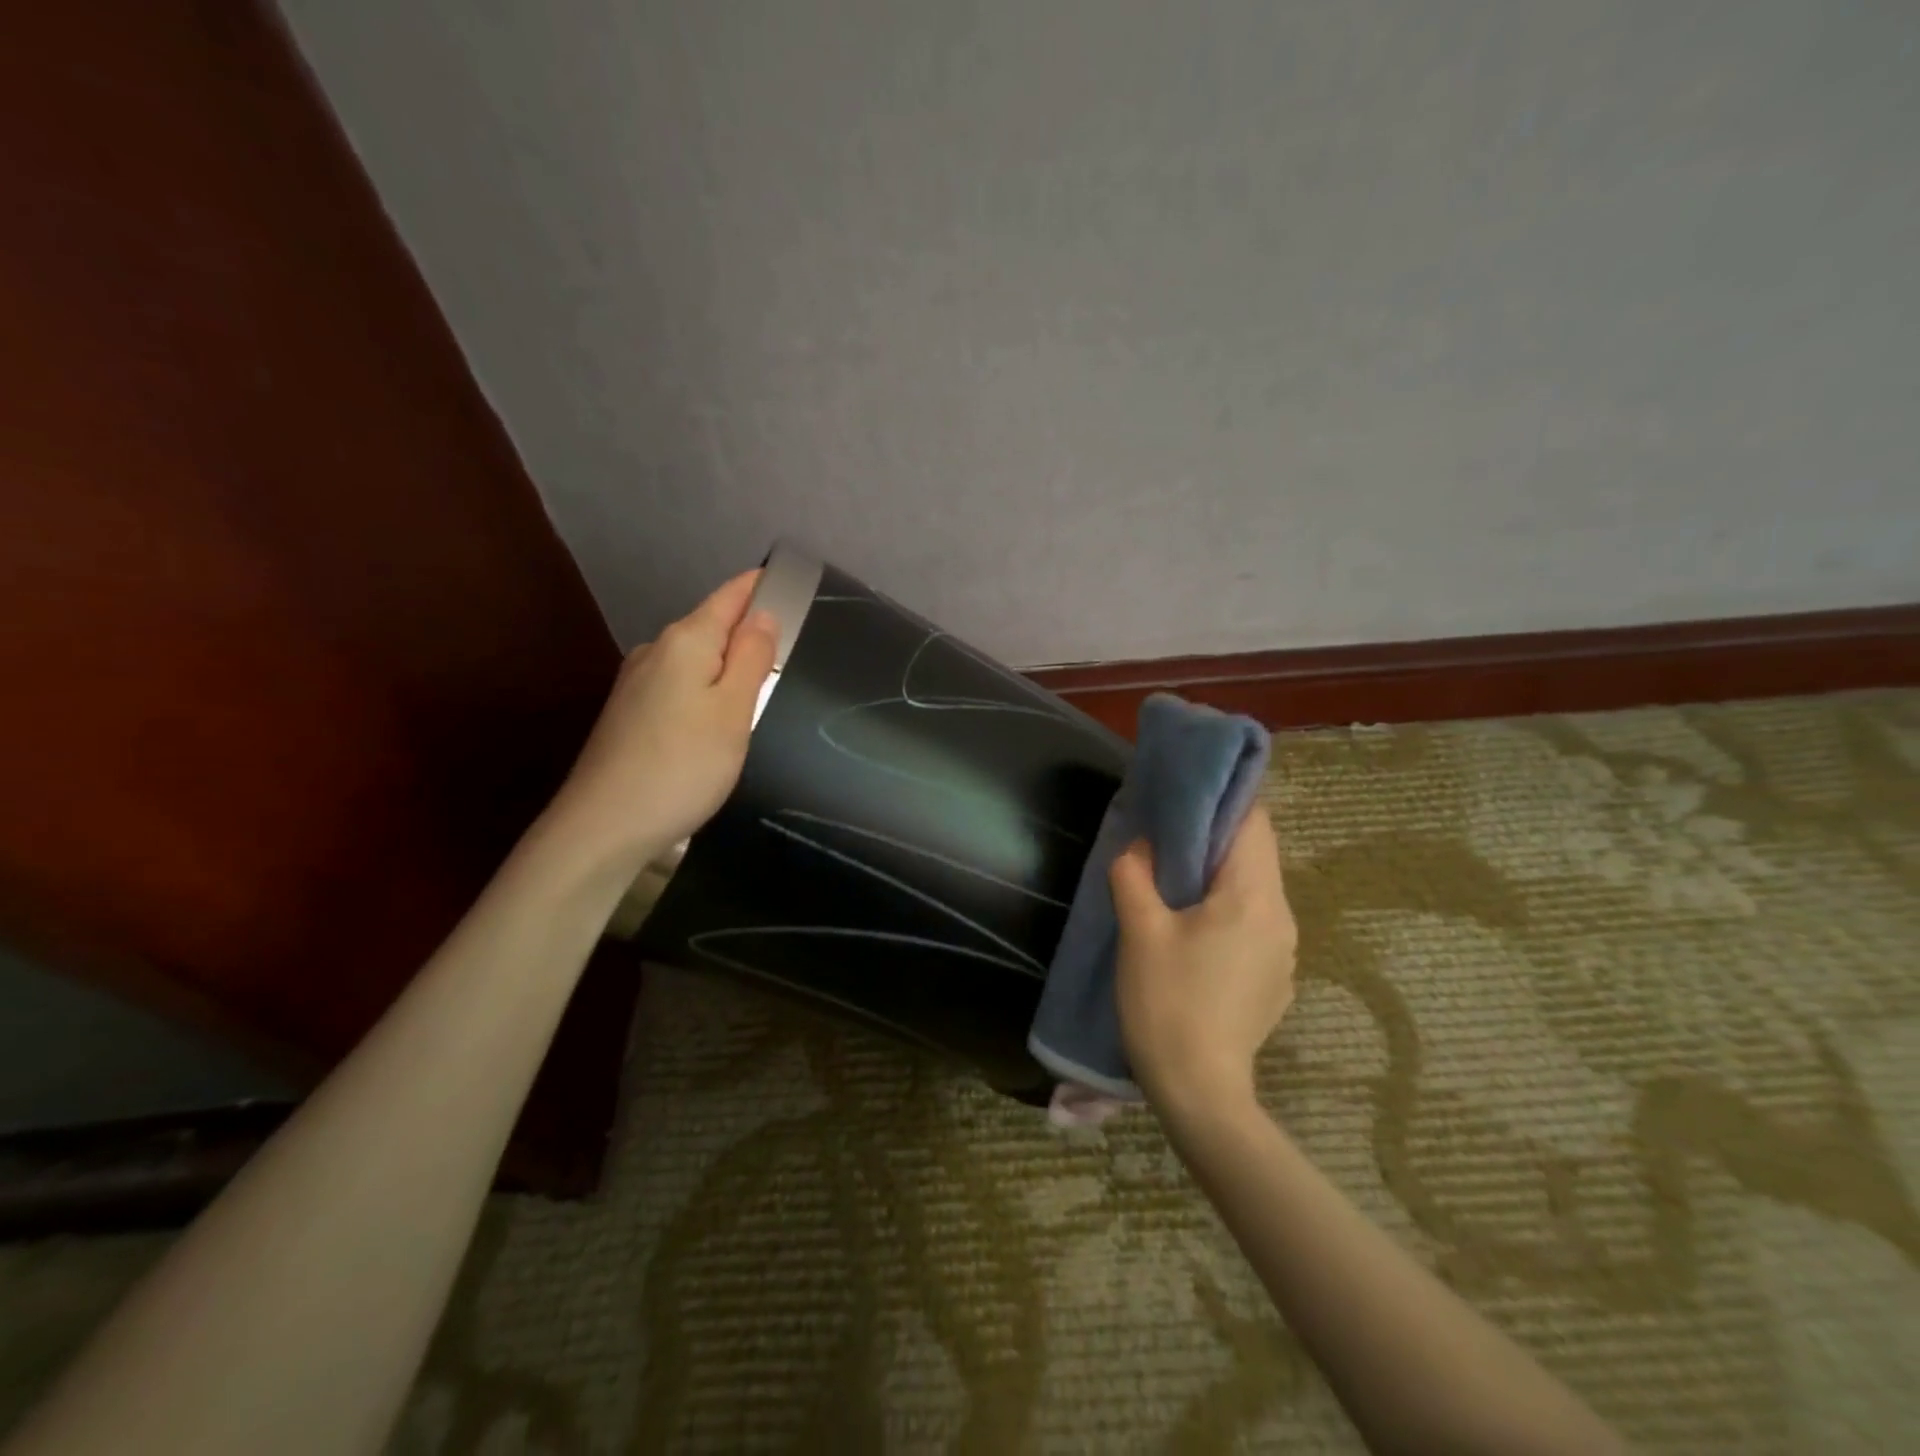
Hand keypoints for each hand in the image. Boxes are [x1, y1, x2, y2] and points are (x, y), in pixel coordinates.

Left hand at [545, 569, 777, 876]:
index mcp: (686, 640)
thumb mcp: (733, 710)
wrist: (604, 825)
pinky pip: (679, 685)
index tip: (795, 587)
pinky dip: (705, 690)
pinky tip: (716, 720)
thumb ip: (752, 657)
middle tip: (791, 651)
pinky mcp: (629, 713)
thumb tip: (763, 613)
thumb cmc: (683, 764)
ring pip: (696, 659)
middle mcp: (656, 650)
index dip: (763, 586)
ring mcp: (637, 682)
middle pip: (713, 626)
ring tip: (761, 690)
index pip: (732, 594)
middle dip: (749, 631)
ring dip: (727, 665)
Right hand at [1110, 808, 1297, 1110]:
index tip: (1185, 800)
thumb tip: (1139, 845)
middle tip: (1167, 842)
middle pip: (1256, 855)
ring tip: (1175, 888)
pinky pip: (1255, 925)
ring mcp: (1285, 952)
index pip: (1254, 822)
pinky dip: (1228, 913)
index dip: (1223, 802)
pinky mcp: (1277, 979)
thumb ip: (1135, 874)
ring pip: (1255, 891)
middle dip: (1214, 841)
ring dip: (1219, 879)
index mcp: (1253, 897)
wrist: (1199, 1091)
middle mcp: (1282, 917)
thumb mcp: (1139, 932)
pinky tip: (1194, 937)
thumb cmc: (1167, 1003)